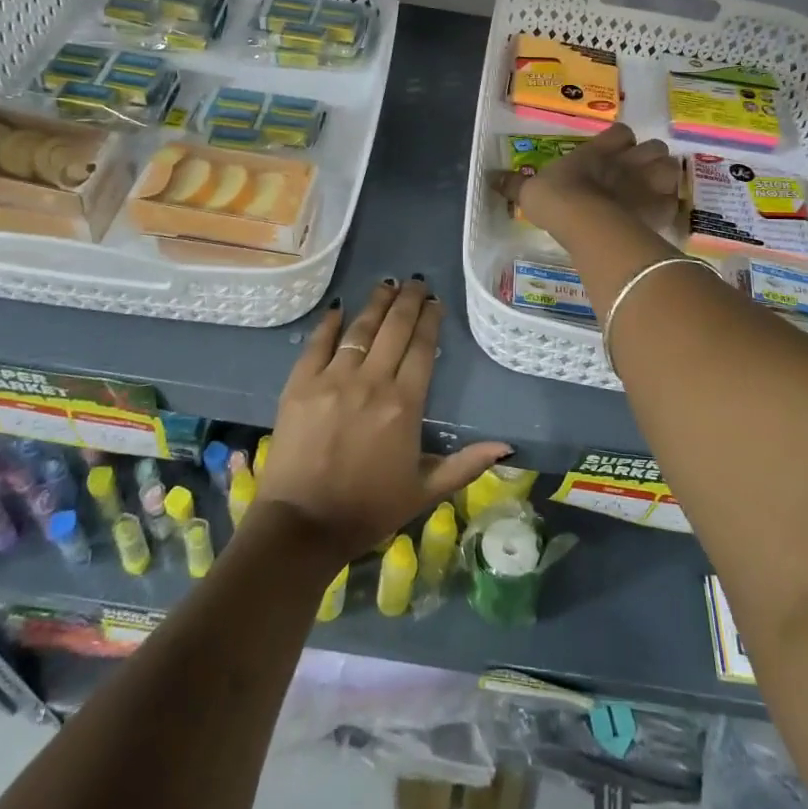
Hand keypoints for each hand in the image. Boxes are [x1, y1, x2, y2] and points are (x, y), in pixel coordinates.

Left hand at [259, 278, 509, 562]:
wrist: (303, 526)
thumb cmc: (368, 510)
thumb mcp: (425, 491)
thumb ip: (466, 464)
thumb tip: (507, 448)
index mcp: (404, 404)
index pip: (422, 348)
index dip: (430, 320)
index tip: (435, 302)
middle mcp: (371, 382)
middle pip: (394, 329)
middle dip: (408, 301)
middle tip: (416, 282)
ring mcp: (333, 379)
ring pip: (360, 329)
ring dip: (376, 303)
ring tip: (387, 284)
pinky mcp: (300, 384)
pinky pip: (317, 343)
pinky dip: (329, 323)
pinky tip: (339, 308)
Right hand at [490, 123, 681, 239]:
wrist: (585, 222)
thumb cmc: (557, 199)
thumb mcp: (530, 191)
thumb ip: (515, 185)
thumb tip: (490, 178)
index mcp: (600, 150)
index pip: (621, 133)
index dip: (620, 141)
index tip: (614, 151)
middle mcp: (628, 161)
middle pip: (654, 147)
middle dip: (650, 158)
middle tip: (638, 174)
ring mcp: (648, 183)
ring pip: (671, 169)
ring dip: (665, 179)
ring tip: (655, 193)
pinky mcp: (660, 209)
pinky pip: (673, 205)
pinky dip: (668, 210)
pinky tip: (658, 219)